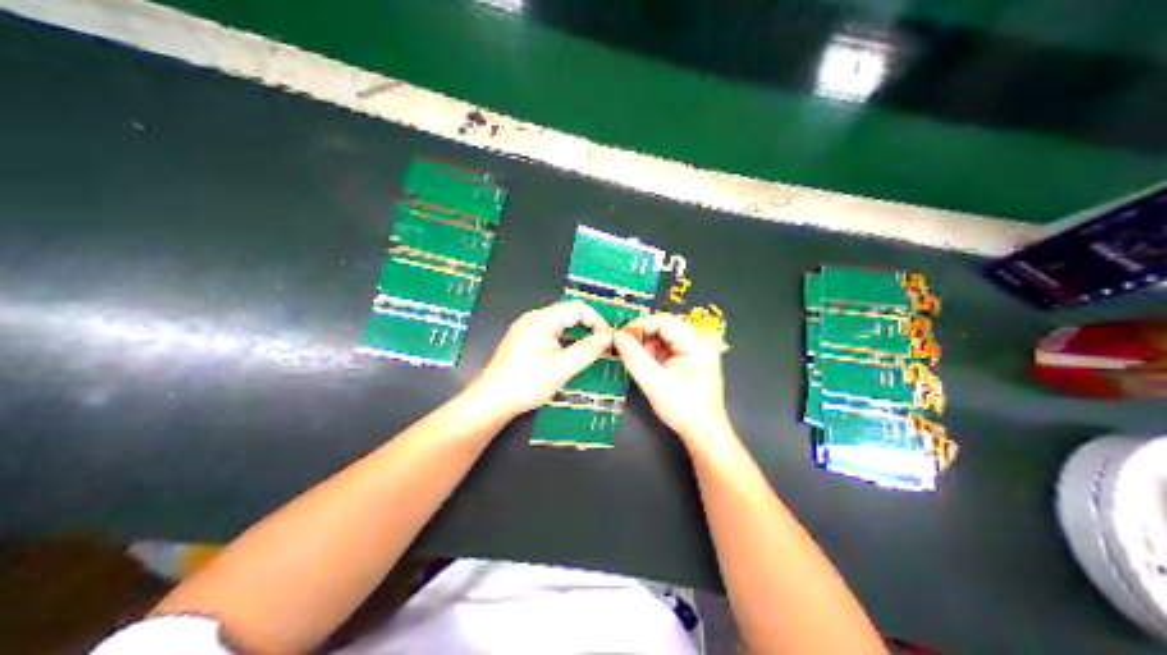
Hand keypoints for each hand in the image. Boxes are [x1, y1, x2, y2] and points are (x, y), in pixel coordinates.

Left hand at [468, 299, 613, 413]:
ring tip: (589, 354)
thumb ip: (588, 350)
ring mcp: (525, 329)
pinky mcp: (522, 341)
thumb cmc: (526, 383)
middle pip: (569, 313)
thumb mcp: (562, 368)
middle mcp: (533, 318)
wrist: (492, 400)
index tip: (608, 341)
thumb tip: (608, 337)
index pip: (578, 308)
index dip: (597, 321)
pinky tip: (568, 357)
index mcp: (542, 319)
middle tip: (602, 348)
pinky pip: (549, 333)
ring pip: (559, 324)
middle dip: (588, 327)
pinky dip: (564, 340)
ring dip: (577, 335)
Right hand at [615, 313, 731, 447]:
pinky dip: (655, 355)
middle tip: (623, 349)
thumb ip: (633, 355)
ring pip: (666, 339)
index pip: (664, 321)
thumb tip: (616, 335)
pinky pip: (670, 350)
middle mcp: (699, 342)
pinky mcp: (693, 362)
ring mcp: (697, 352)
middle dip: (642, 336)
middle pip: (665, 328)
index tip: (620, 336)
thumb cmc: (681, 406)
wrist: (704, 432)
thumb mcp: (652, 380)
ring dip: (647, 346)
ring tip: (632, 359)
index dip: (640, 325)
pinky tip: (644, 366)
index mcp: (696, 342)